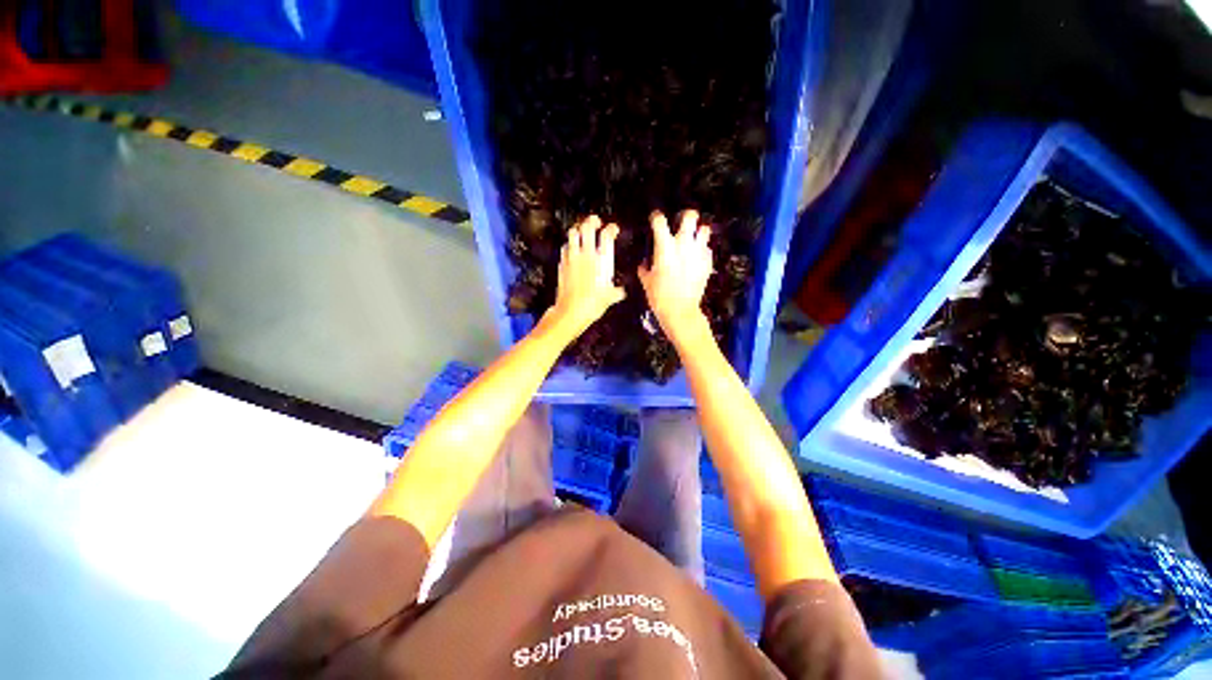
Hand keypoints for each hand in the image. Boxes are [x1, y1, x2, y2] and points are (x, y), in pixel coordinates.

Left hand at [545, 215, 625, 336]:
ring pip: (573, 233)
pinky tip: (571, 248)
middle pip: (588, 226)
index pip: (607, 235)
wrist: (572, 310)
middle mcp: (587, 254)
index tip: (613, 228)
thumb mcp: (611, 297)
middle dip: (592, 221)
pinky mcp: (562, 263)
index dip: (611, 228)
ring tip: (582, 231)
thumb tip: (621, 291)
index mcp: (602, 260)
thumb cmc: (593, 304)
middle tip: (596, 222)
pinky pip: (565, 247)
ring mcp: (573, 257)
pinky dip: (569, 244)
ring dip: (578, 229)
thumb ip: (618, 291)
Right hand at [639, 210, 712, 335]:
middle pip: (690, 216)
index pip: (659, 221)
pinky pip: (707, 249)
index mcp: (664, 246)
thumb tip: (644, 264)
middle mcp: (683, 244)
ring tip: (694, 239)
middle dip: (686, 216)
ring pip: (704, 230)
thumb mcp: (646, 281)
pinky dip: (702, 251)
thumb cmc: (659, 295)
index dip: (656, 217)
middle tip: (682, 223)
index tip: (655, 218)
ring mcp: (698, 252)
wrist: (680, 310)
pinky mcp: (708, 263)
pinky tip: (697, 258)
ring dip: (698, 232)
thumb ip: (644, 268)